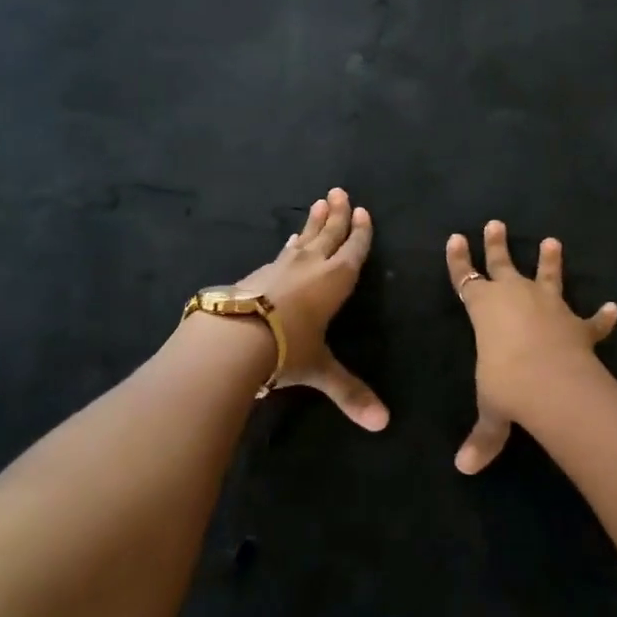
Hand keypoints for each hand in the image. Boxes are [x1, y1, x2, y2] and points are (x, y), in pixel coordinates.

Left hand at [237, 188, 389, 431]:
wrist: (233, 337)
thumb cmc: (287, 348)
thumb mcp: (320, 370)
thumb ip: (349, 392)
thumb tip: (383, 425)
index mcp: (334, 281)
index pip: (353, 251)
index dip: (360, 233)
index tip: (363, 212)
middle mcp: (310, 267)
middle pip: (328, 235)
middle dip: (337, 215)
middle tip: (339, 192)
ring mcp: (280, 267)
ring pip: (303, 239)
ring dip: (313, 223)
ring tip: (318, 205)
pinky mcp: (256, 274)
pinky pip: (281, 252)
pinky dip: (289, 245)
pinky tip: (288, 242)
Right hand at [445, 220, 616, 473]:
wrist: (553, 384)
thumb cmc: (507, 385)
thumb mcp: (492, 411)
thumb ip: (483, 436)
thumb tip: (464, 469)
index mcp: (484, 309)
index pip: (465, 278)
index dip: (458, 260)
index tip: (455, 237)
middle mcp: (515, 298)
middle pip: (502, 264)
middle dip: (496, 244)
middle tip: (495, 223)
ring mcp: (550, 307)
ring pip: (547, 276)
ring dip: (550, 261)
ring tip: (553, 241)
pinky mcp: (578, 325)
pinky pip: (591, 319)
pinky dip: (602, 316)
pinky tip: (613, 308)